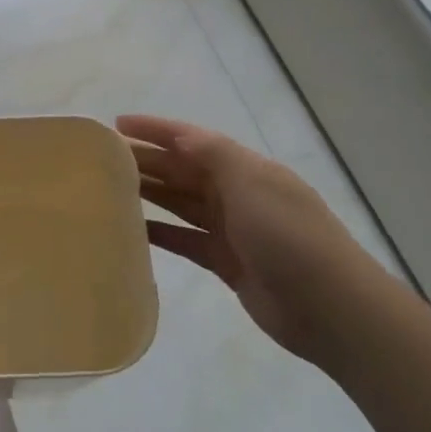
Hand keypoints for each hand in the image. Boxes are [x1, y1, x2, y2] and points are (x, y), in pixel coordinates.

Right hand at [118, 114, 379, 366]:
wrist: (331, 308)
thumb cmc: (289, 236)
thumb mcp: (252, 183)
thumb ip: (213, 155)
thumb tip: (178, 136)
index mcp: (245, 168)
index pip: (192, 139)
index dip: (156, 129)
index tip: (118, 123)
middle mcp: (237, 193)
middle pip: (183, 170)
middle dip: (146, 161)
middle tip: (100, 160)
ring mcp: (232, 229)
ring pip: (181, 204)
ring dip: (149, 194)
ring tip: (107, 189)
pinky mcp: (227, 263)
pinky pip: (185, 240)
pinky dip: (160, 233)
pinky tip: (132, 229)